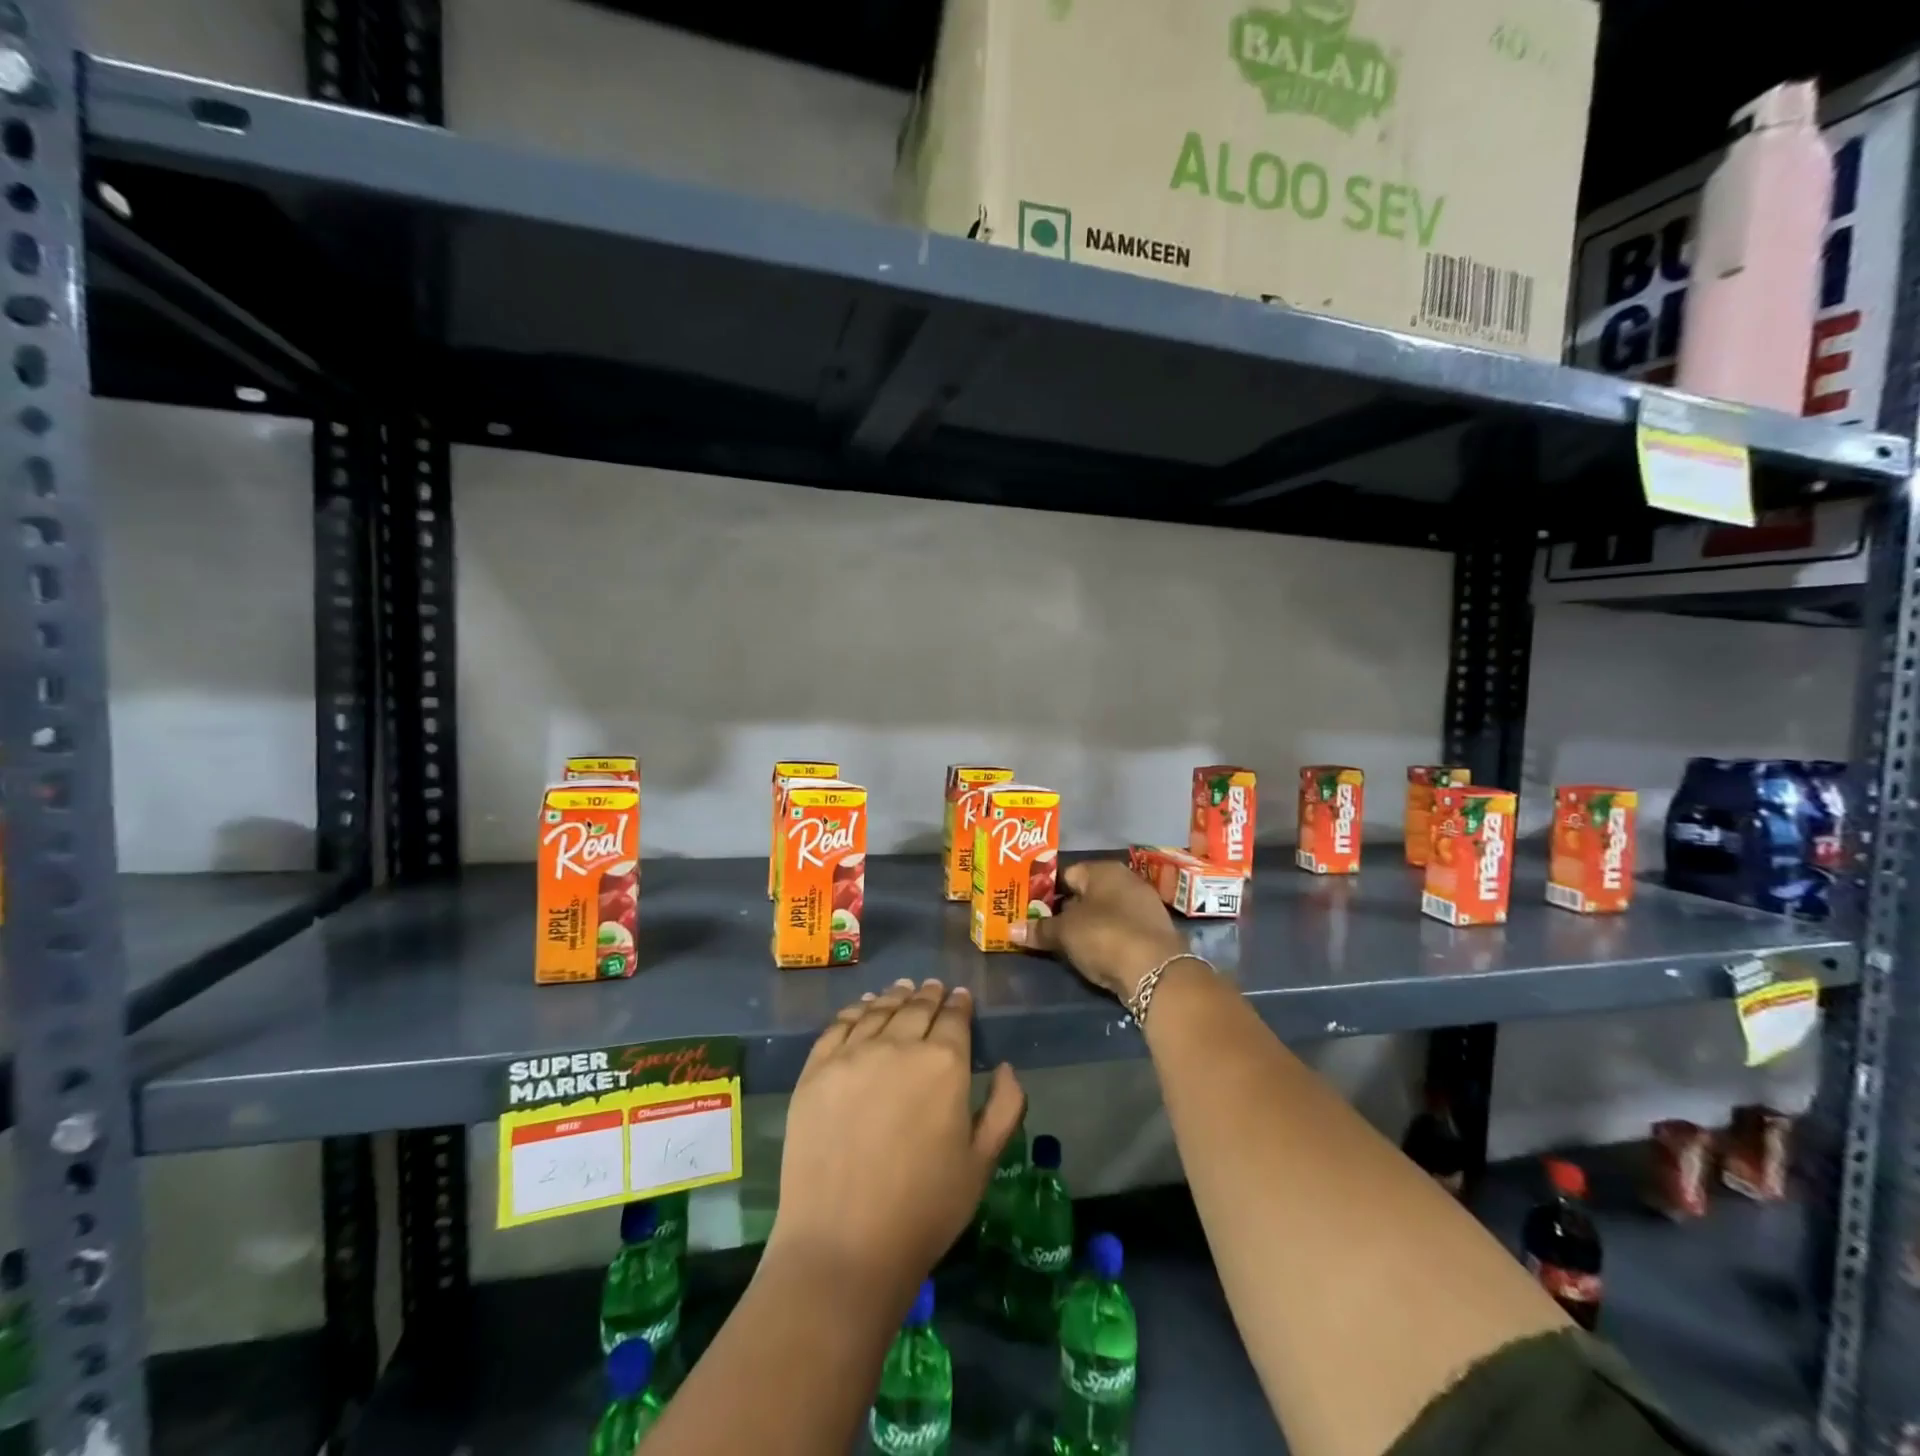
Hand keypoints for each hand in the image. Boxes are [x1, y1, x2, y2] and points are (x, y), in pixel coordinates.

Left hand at [768, 978, 1025, 1312]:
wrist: (843, 1245)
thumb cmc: (924, 1211)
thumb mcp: (982, 1164)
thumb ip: (1004, 1108)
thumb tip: (1006, 1066)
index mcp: (944, 1064)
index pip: (954, 1018)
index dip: (959, 1004)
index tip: (960, 997)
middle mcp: (899, 1045)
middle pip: (917, 1008)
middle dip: (929, 995)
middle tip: (934, 987)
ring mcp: (852, 1054)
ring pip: (878, 1010)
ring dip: (895, 996)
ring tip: (902, 989)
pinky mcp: (816, 1070)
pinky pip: (839, 1026)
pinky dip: (855, 1010)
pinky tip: (863, 1008)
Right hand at [1008, 860, 1187, 997]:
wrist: (1156, 970)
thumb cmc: (1104, 935)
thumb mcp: (1064, 933)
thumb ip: (1039, 929)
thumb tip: (1010, 930)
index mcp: (1103, 870)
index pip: (1067, 874)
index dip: (1046, 891)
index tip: (1030, 909)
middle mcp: (1126, 880)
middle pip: (1087, 893)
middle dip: (1066, 910)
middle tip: (1043, 928)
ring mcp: (1144, 906)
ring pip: (1105, 913)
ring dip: (1087, 926)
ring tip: (1064, 944)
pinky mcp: (1154, 932)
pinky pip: (1120, 931)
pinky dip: (1106, 940)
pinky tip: (1094, 955)